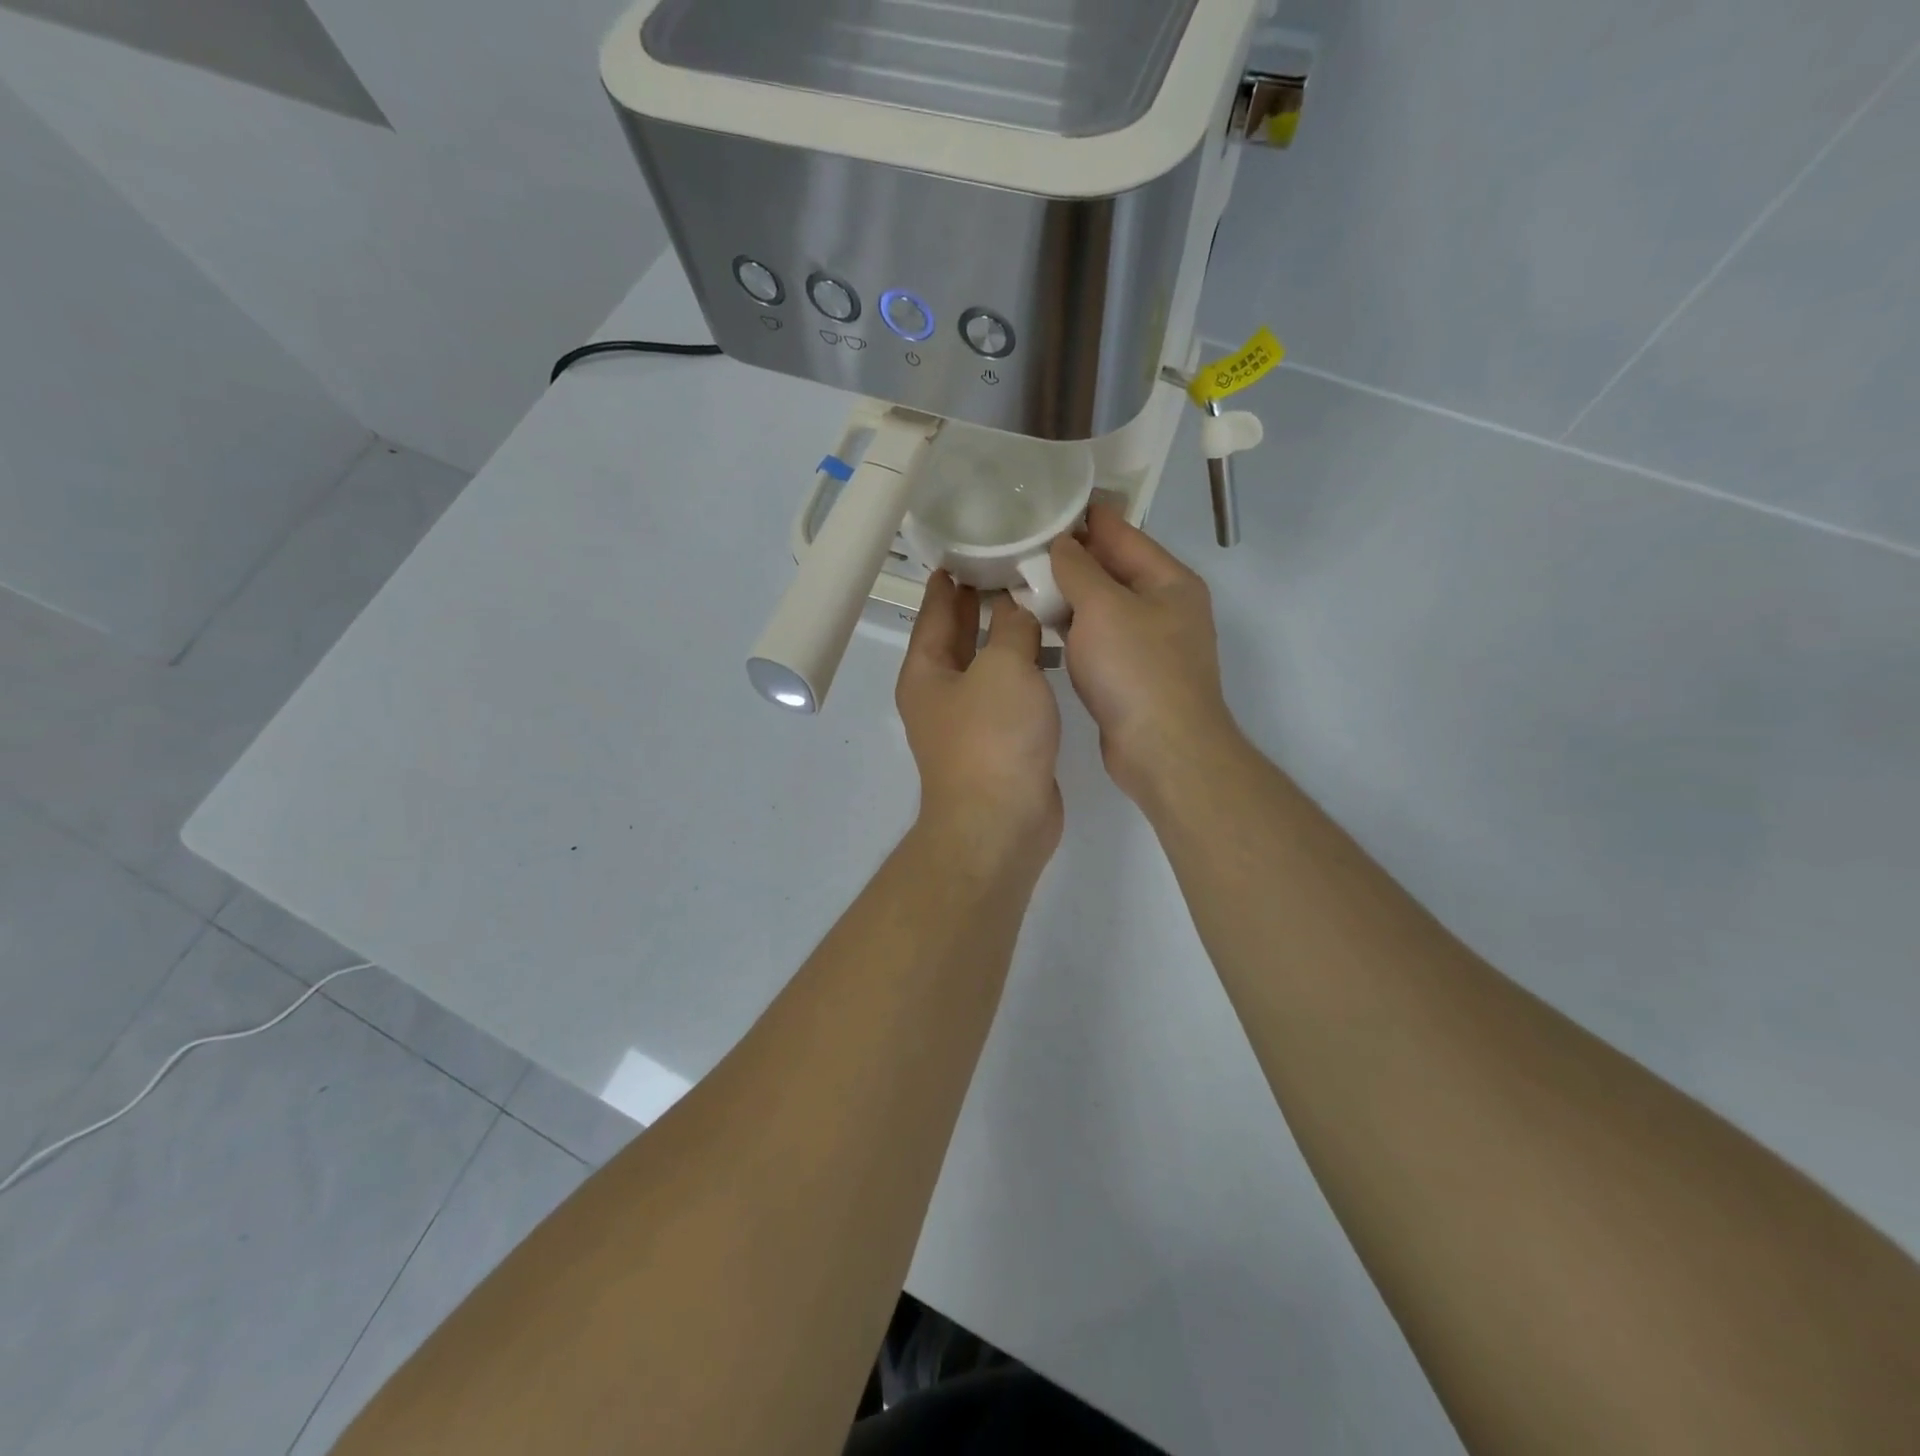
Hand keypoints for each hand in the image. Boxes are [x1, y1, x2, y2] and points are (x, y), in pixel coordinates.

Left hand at [896, 572, 1063, 869]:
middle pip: (957, 636)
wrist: (1001, 823)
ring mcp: (969, 721)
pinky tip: (1049, 652)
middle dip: (977, 602)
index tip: (963, 548)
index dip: (947, 581)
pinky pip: (1008, 691)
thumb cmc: (992, 738)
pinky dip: (1023, 668)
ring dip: (1005, 635)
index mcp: (926, 671)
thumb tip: (1016, 605)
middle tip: (1006, 563)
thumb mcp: (1002, 668)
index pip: (934, 612)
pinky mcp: (999, 742)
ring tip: (1035, 598)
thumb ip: (1012, 628)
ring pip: (987, 664)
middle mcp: (940, 694)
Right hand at [1050, 503, 1241, 805]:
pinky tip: (1042, 625)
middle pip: (1112, 570)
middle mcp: (1164, 607)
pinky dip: (1073, 629)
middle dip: (1070, 557)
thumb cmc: (1136, 670)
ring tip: (1022, 580)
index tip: (1043, 503)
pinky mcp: (1132, 675)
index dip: (1084, 516)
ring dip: (1068, 595)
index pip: (1122, 533)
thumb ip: (1079, 569)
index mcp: (1169, 580)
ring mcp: (1150, 643)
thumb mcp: (1103, 607)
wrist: (1162, 749)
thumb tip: (1062, 544)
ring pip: (1102, 607)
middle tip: (1021, 544)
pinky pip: (1098, 639)